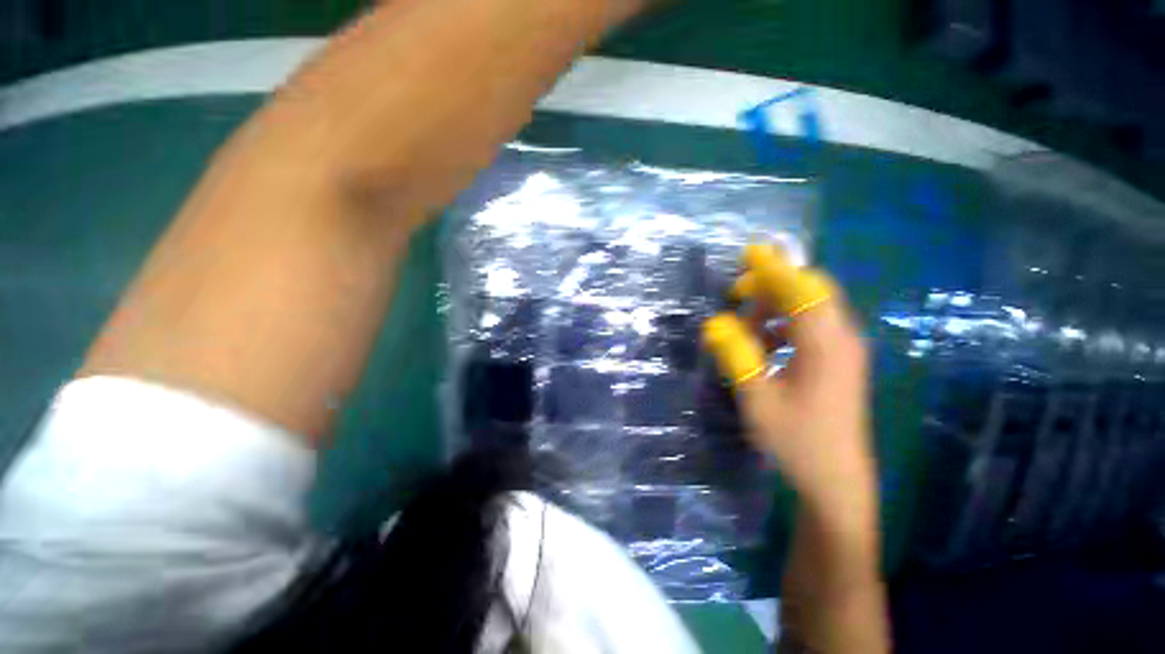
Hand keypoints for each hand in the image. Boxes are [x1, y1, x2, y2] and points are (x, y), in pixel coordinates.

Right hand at [703, 244, 877, 525]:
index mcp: (825, 344)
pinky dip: (782, 326)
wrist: (836, 483)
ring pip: (810, 309)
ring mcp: (844, 351)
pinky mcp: (839, 363)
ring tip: (743, 326)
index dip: (773, 269)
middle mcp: (842, 339)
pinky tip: (761, 346)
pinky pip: (810, 329)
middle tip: (735, 297)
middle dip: (771, 286)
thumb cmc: (797, 441)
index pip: (802, 289)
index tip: (749, 252)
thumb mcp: (757, 396)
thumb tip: (715, 323)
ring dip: (774, 308)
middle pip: (810, 292)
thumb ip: (736, 354)